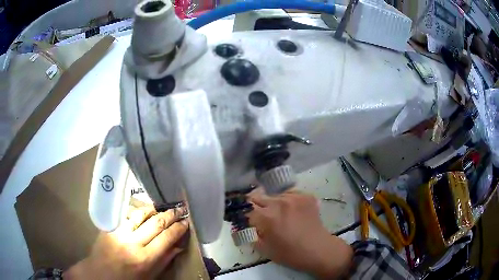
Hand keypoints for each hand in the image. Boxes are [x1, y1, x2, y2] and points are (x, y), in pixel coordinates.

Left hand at [64, 206, 188, 279]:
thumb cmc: (128, 279)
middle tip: (180, 209)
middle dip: (170, 215)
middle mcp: (133, 243)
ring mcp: (119, 232)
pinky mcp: (110, 227)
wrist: (100, 274)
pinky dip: (138, 211)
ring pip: (140, 214)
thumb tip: (178, 246)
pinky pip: (126, 215)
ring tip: (164, 206)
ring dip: (154, 209)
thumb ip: (164, 260)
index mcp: (145, 259)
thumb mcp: (150, 276)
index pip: (166, 238)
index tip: (186, 222)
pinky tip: (144, 210)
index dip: (179, 228)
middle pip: (155, 223)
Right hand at [247, 189, 352, 278]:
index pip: (246, 208)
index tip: (247, 220)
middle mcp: (279, 202)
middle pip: (258, 197)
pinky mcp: (306, 196)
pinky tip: (292, 212)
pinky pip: (289, 194)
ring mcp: (294, 197)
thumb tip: (241, 227)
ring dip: (272, 204)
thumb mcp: (264, 249)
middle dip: (256, 207)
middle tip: (261, 218)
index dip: (245, 215)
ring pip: (274, 195)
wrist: (318, 250)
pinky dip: (287, 201)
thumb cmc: (290, 254)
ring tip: (280, 216)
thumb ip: (249, 235)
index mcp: (267, 217)